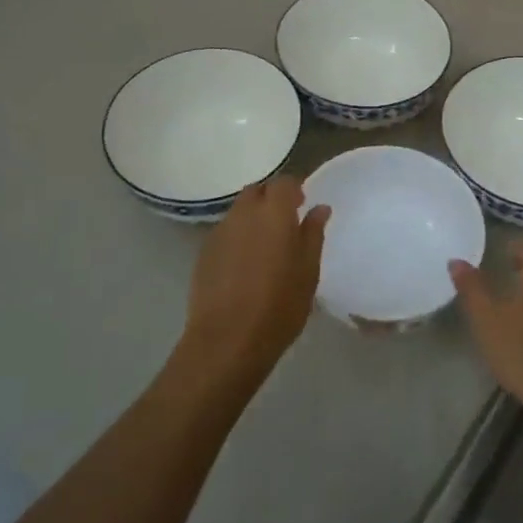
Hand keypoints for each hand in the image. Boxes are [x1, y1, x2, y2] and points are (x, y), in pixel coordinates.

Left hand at [182, 177, 328, 383]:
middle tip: (285, 222)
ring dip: (253, 218)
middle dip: (270, 199)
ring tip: (265, 245)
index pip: (283, 183)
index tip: (303, 203)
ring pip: (238, 212)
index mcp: (273, 213)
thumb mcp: (308, 272)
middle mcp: (243, 214)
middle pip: (256, 192)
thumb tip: (319, 209)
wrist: (227, 339)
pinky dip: (238, 237)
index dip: (294, 189)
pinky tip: (245, 263)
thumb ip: (313, 234)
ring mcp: (219, 232)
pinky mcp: (204, 253)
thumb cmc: (279, 306)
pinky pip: (225, 233)